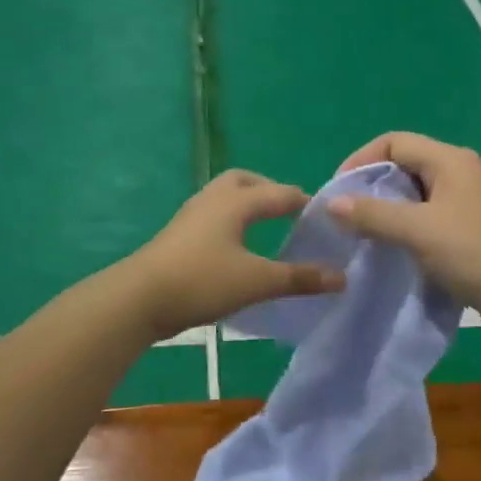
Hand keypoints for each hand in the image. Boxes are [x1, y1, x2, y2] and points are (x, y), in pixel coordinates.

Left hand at [126, 171, 345, 339]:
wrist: (138, 299)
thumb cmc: (202, 281)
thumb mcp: (257, 281)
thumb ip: (299, 278)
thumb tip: (342, 277)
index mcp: (236, 202)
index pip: (280, 193)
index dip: (304, 202)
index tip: (325, 215)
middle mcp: (213, 199)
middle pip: (245, 182)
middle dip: (269, 192)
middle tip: (288, 213)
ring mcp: (190, 216)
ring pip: (224, 198)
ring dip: (246, 206)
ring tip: (264, 229)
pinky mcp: (177, 235)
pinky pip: (211, 216)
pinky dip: (230, 222)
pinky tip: (235, 248)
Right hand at [328, 132, 480, 323]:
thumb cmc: (476, 254)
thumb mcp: (418, 230)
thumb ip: (373, 214)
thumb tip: (332, 203)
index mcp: (450, 161)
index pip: (394, 142)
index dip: (361, 160)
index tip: (337, 192)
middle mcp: (459, 176)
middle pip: (403, 168)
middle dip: (371, 189)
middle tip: (344, 218)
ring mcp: (465, 207)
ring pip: (414, 199)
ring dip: (386, 214)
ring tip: (360, 237)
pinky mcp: (468, 235)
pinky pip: (426, 223)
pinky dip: (404, 233)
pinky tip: (389, 254)